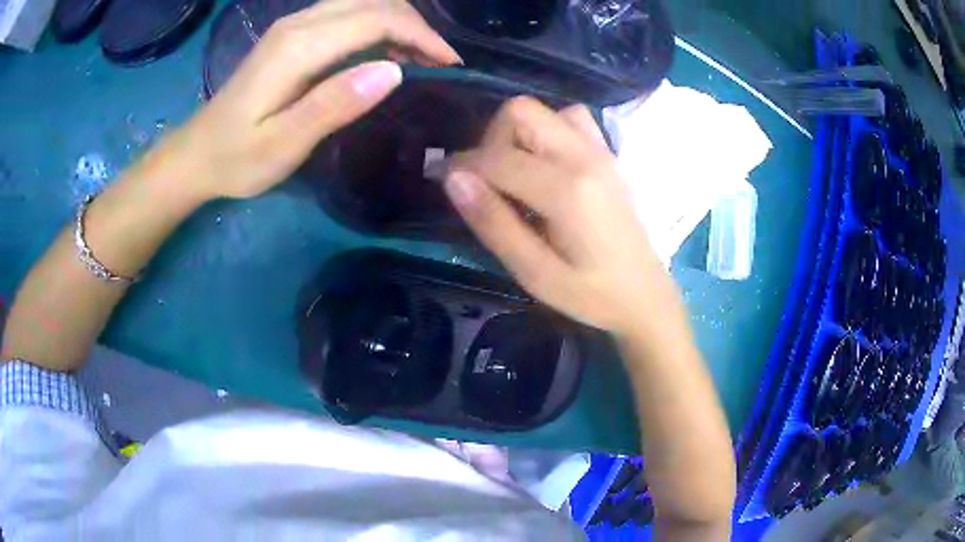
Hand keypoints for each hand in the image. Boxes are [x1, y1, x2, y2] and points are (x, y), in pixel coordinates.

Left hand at [159, 0, 460, 200]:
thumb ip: (332, 105)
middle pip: (374, 0)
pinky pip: (348, 13)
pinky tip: (386, 52)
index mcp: (298, 46)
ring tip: (421, 58)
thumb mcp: (281, 145)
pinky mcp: (292, 34)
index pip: (376, 19)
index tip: (450, 64)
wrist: (196, 153)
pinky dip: (378, 25)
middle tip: (439, 62)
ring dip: (399, 21)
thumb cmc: (236, 158)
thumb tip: (393, 71)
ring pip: (363, 2)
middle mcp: (298, 23)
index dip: (421, 35)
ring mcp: (294, 25)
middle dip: (416, 24)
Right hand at [446, 98, 671, 335]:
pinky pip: (571, 119)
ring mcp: (600, 151)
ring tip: (517, 175)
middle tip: (487, 182)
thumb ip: (493, 223)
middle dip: (491, 140)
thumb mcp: (534, 272)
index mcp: (567, 190)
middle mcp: (584, 157)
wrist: (645, 296)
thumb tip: (453, 178)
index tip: (445, 183)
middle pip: (520, 111)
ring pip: (544, 111)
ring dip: (519, 134)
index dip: (462, 166)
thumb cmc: (590, 295)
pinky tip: (546, 166)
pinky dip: (547, 131)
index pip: (497, 157)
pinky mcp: (608, 155)